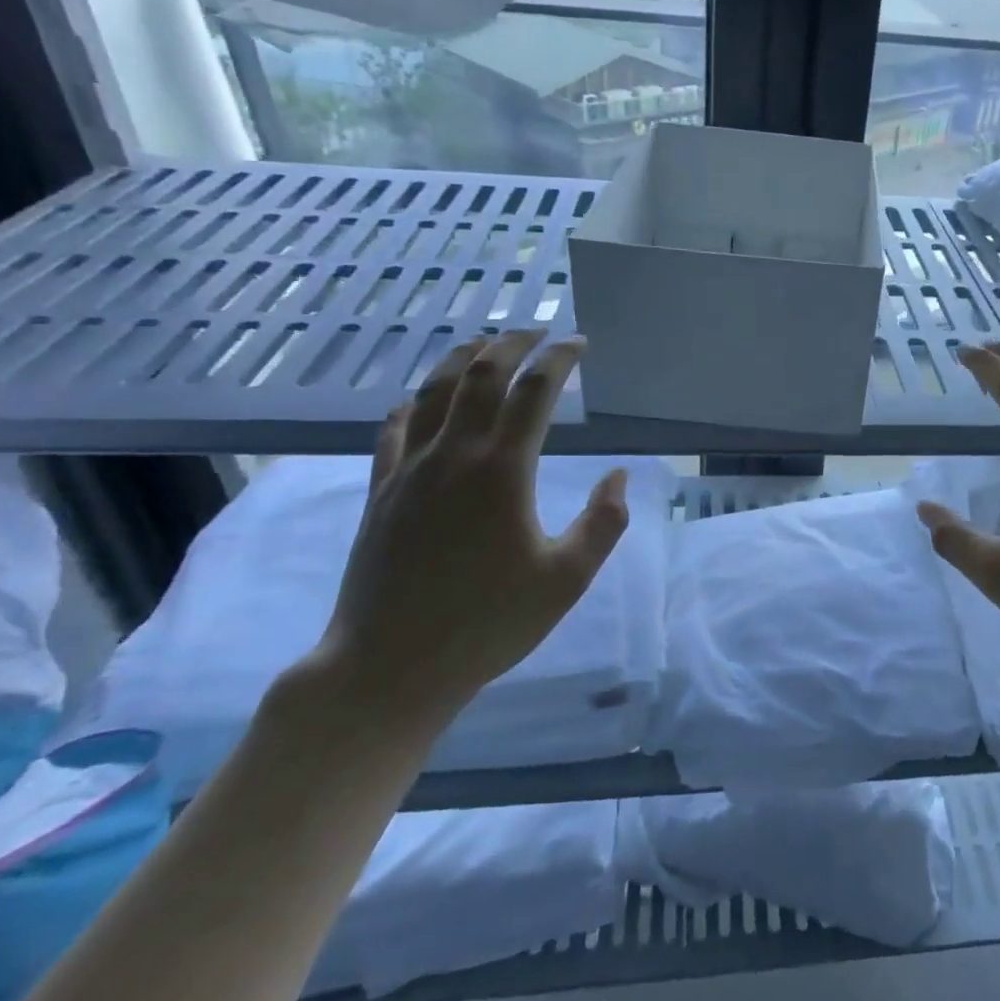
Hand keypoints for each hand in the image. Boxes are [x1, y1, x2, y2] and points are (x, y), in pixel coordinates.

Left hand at [313, 330, 629, 723]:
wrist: (388, 667)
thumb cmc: (487, 624)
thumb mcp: (566, 580)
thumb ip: (602, 523)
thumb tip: (619, 476)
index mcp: (502, 471)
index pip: (534, 392)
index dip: (559, 360)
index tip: (578, 345)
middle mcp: (453, 455)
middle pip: (480, 375)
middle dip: (512, 344)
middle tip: (537, 333)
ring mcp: (409, 470)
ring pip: (433, 391)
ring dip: (463, 359)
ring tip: (485, 345)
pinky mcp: (381, 491)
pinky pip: (395, 428)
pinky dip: (415, 401)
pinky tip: (423, 398)